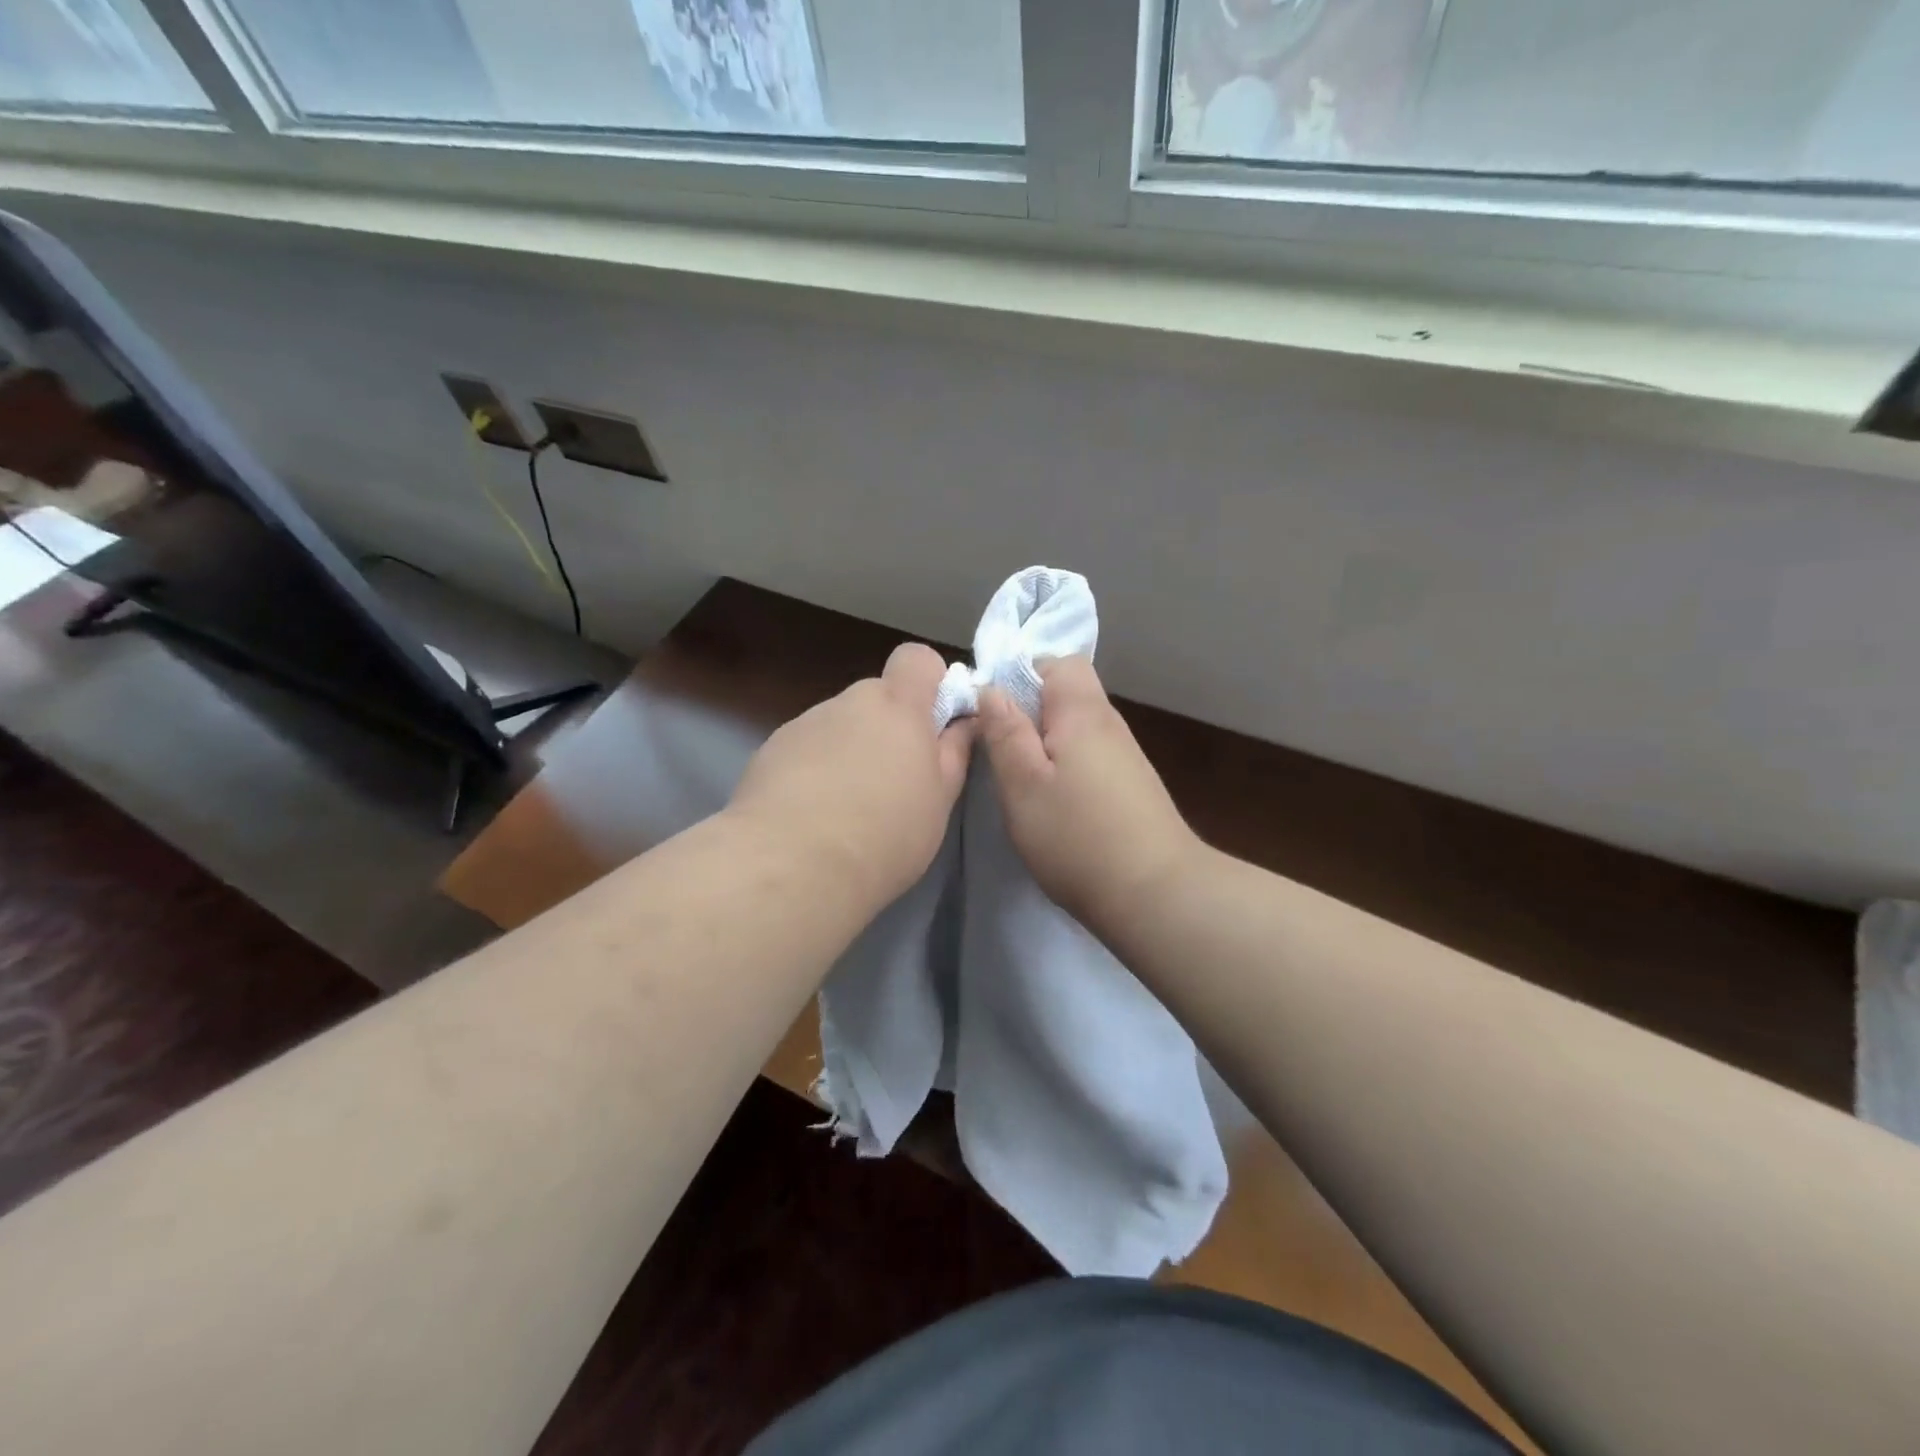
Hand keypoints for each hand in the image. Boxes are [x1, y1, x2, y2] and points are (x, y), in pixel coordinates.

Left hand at [728, 643, 974, 910]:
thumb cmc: (885, 833)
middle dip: (888, 729)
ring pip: (839, 726)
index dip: (929, 682)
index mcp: (897, 706)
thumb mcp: (939, 800)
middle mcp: (848, 702)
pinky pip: (806, 749)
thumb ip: (954, 752)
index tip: (934, 724)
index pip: (917, 658)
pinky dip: (814, 771)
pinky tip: (811, 816)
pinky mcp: (770, 750)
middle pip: (876, 698)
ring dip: (849, 751)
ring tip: (846, 809)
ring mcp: (804, 724)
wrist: (791, 865)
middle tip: (893, 782)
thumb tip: (963, 722)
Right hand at [978, 657, 1200, 933]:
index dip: (1022, 675)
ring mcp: (1127, 758)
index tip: (994, 713)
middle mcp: (1110, 725)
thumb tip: (990, 688)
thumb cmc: (1077, 836)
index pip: (1057, 661)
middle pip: (1068, 696)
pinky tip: (1057, 807)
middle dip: (1030, 714)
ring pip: (1078, 730)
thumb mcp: (1022, 785)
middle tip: (1002, 755)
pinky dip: (1068, 770)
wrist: (1157, 895)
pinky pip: (1091, 758)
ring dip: (1048, 746)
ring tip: (1024, 785)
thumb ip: (1004, 732)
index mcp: (1083, 712)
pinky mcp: (1133, 788)